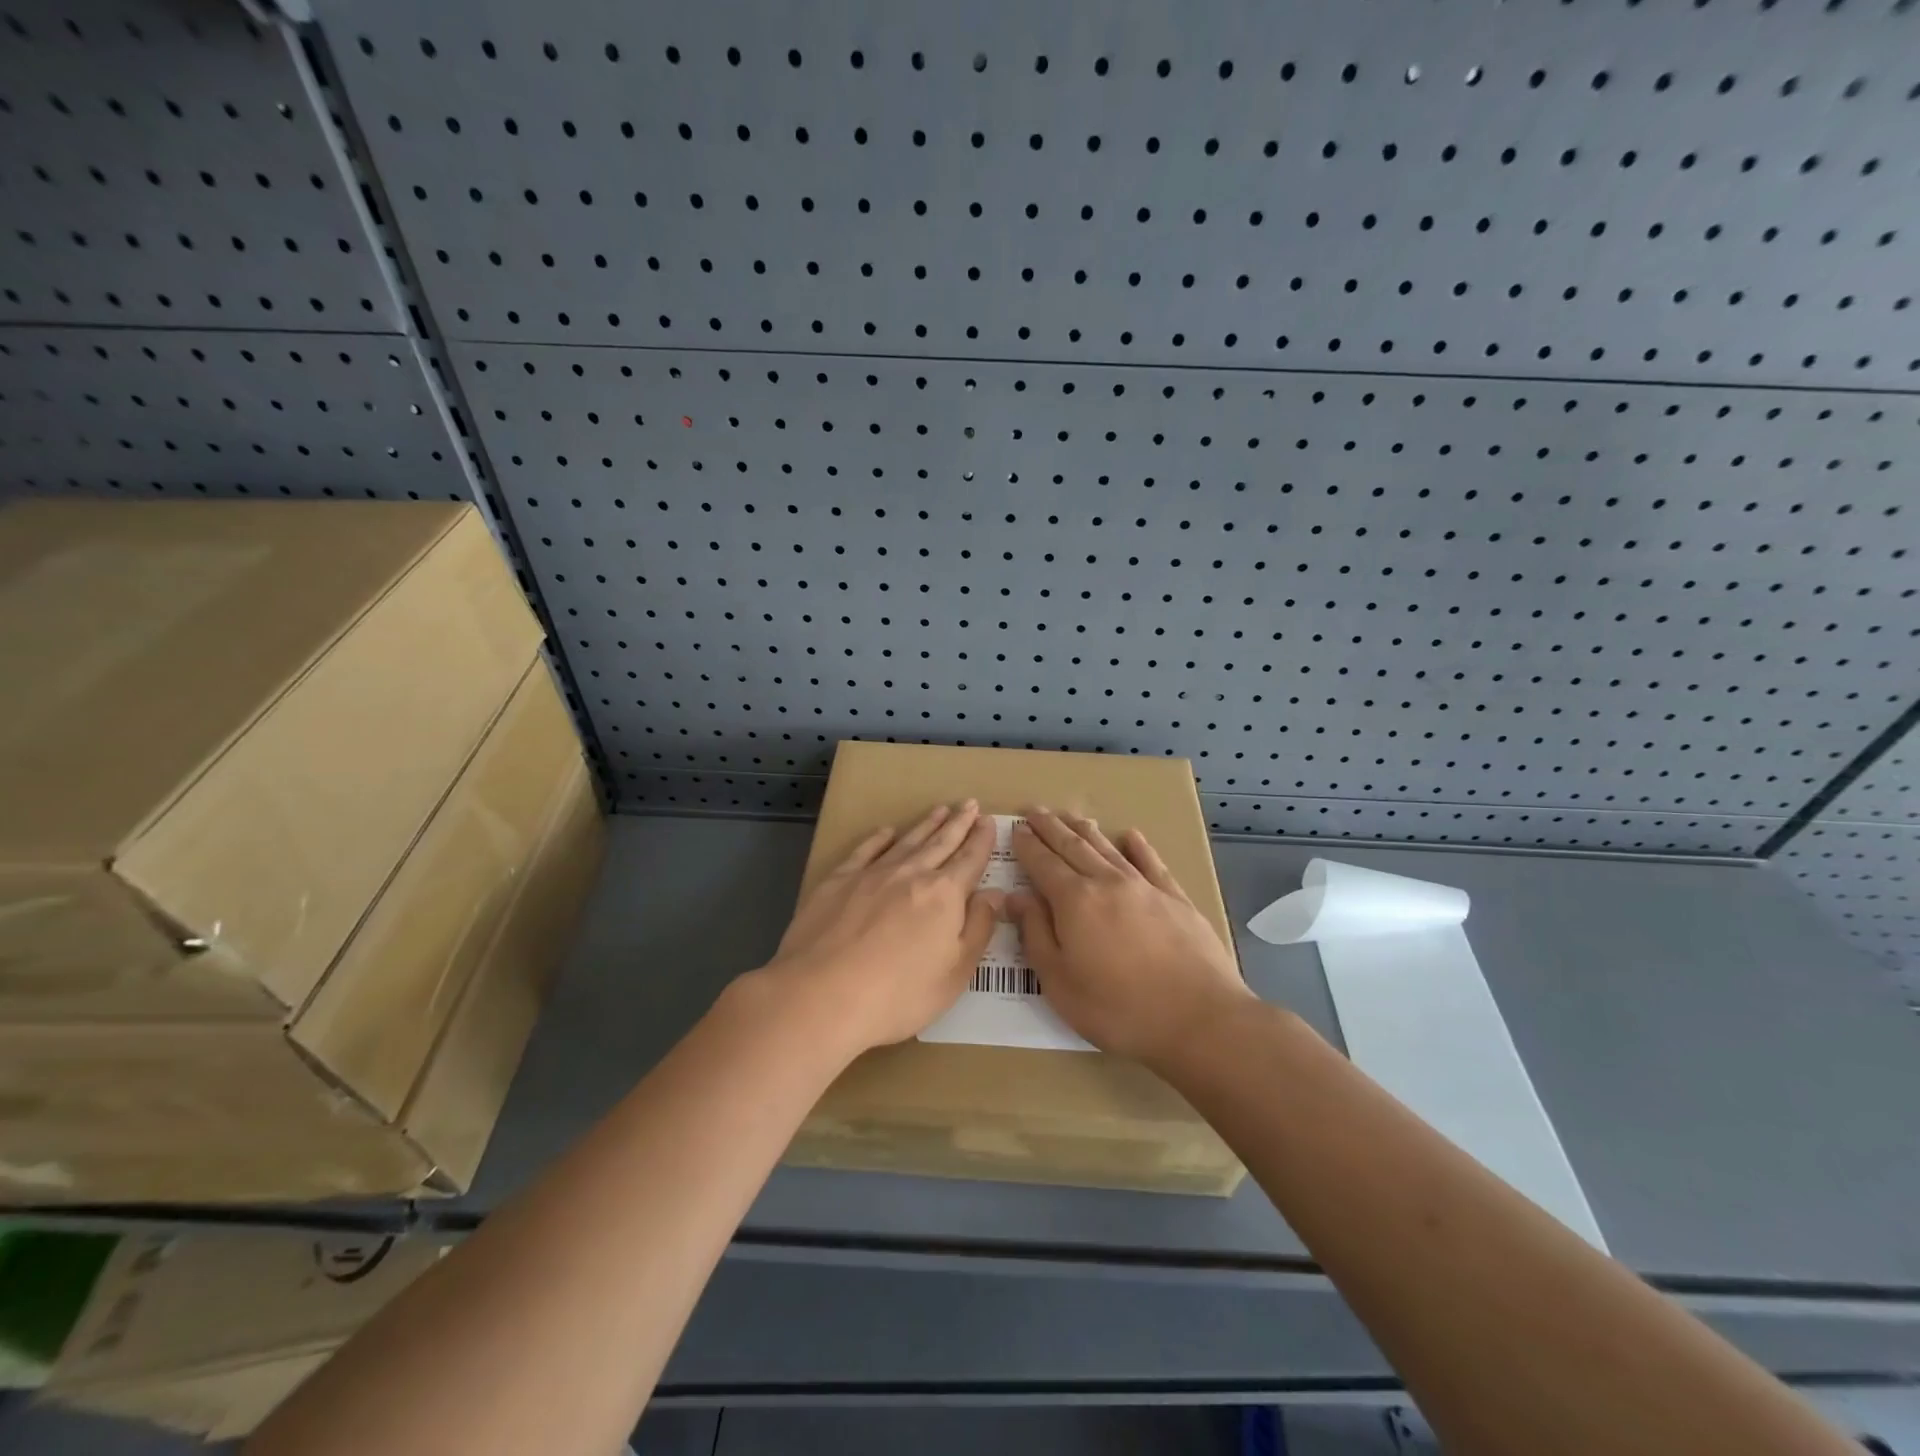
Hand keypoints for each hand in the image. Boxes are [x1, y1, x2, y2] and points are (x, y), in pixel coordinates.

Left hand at [763, 801, 1000, 1053]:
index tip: (988, 821)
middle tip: (969, 803)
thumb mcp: (955, 973)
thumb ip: (978, 929)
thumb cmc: (898, 994)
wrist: (821, 995)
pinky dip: (879, 838)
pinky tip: (886, 831)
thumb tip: (994, 894)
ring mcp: (872, 874)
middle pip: (940, 843)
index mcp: (944, 895)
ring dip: (925, 825)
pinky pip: (865, 850)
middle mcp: (911, 874)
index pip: (970, 860)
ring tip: (939, 810)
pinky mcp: (838, 881)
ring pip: (906, 841)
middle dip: (958, 823)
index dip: (982, 840)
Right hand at [1009, 808, 1252, 1066]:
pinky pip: (1151, 863)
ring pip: (1107, 849)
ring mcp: (1145, 888)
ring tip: (1071, 816)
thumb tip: (1016, 897)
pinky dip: (1138, 847)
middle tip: (1035, 811)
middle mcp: (1107, 883)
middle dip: (1051, 828)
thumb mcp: (1059, 982)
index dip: (1027, 845)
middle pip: (1073, 846)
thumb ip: (1035, 934)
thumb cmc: (1118, 1008)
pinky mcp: (1176, 899)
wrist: (1199, 1019)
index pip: (1043, 863)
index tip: (1016, 829)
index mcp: (1074, 901)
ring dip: (1085, 830)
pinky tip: (1131, 836)